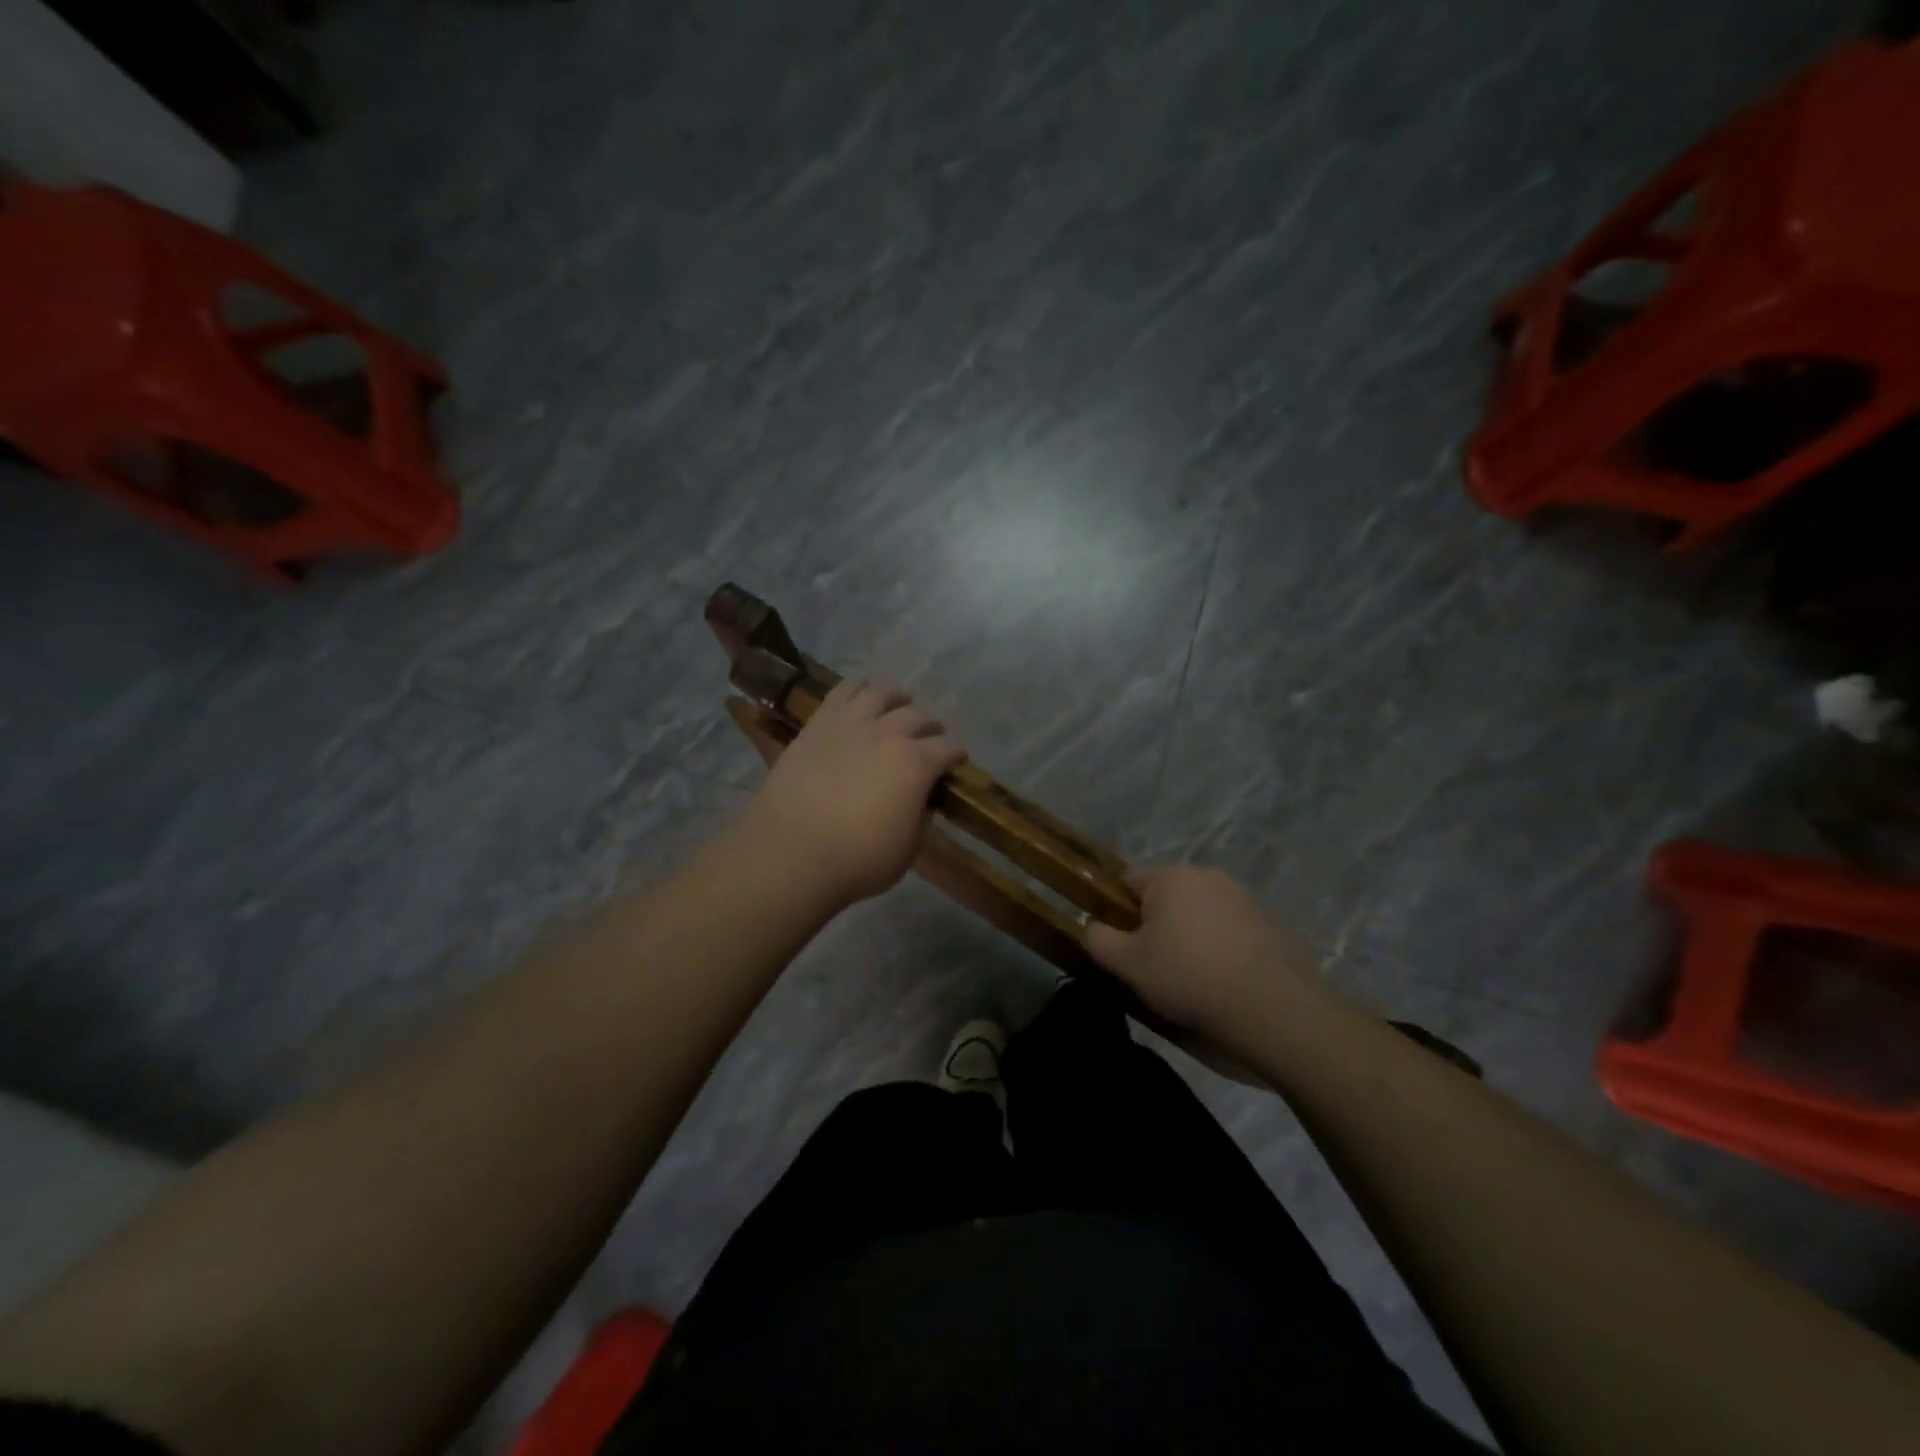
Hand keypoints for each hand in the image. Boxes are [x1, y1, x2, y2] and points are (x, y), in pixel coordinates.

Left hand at [745, 679, 967, 907]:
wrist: (791, 853)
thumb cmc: (857, 860)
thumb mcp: (908, 850)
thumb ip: (920, 819)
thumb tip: (921, 802)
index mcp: (917, 764)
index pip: (948, 749)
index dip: (956, 755)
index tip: (957, 762)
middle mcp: (888, 734)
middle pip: (919, 717)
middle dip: (930, 727)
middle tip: (929, 738)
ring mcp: (851, 724)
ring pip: (881, 694)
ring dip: (897, 699)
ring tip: (898, 704)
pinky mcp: (818, 725)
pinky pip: (842, 692)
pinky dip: (857, 687)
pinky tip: (861, 691)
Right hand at [1084, 866, 1334, 1048]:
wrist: (1273, 1009)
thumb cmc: (1188, 978)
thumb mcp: (1127, 965)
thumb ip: (1098, 939)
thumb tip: (1093, 926)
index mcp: (1171, 876)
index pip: (1127, 881)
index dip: (1117, 912)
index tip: (1122, 947)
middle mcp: (1208, 875)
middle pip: (1165, 897)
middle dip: (1155, 926)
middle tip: (1152, 967)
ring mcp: (1244, 898)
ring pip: (1199, 914)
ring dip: (1189, 937)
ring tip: (1191, 981)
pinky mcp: (1270, 924)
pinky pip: (1230, 931)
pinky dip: (1221, 950)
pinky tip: (1223, 983)